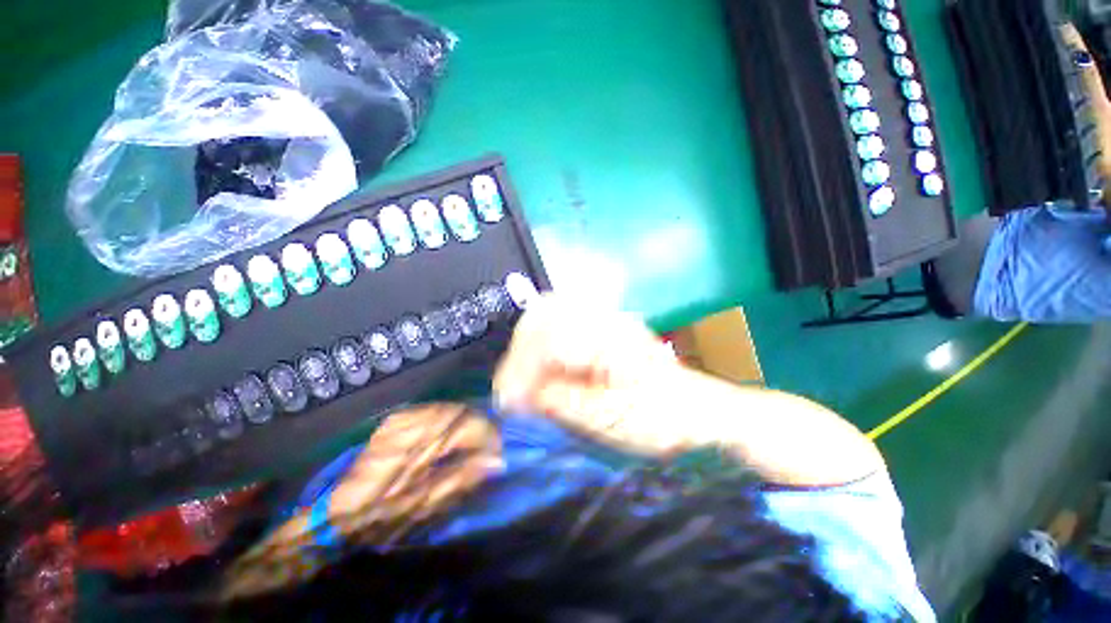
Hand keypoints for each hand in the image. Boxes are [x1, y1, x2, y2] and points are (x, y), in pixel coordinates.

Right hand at [495, 295, 884, 486]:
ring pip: (551, 317)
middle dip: (521, 353)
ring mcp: (604, 319)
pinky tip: (547, 370)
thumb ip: (559, 401)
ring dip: (532, 349)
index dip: (520, 368)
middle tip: (515, 389)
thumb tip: (515, 395)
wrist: (703, 410)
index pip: (544, 338)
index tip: (509, 401)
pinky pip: (564, 326)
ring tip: (527, 382)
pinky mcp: (605, 329)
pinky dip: (547, 348)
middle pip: (542, 316)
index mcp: (604, 337)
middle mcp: (601, 318)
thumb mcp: (608, 418)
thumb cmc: (663, 419)